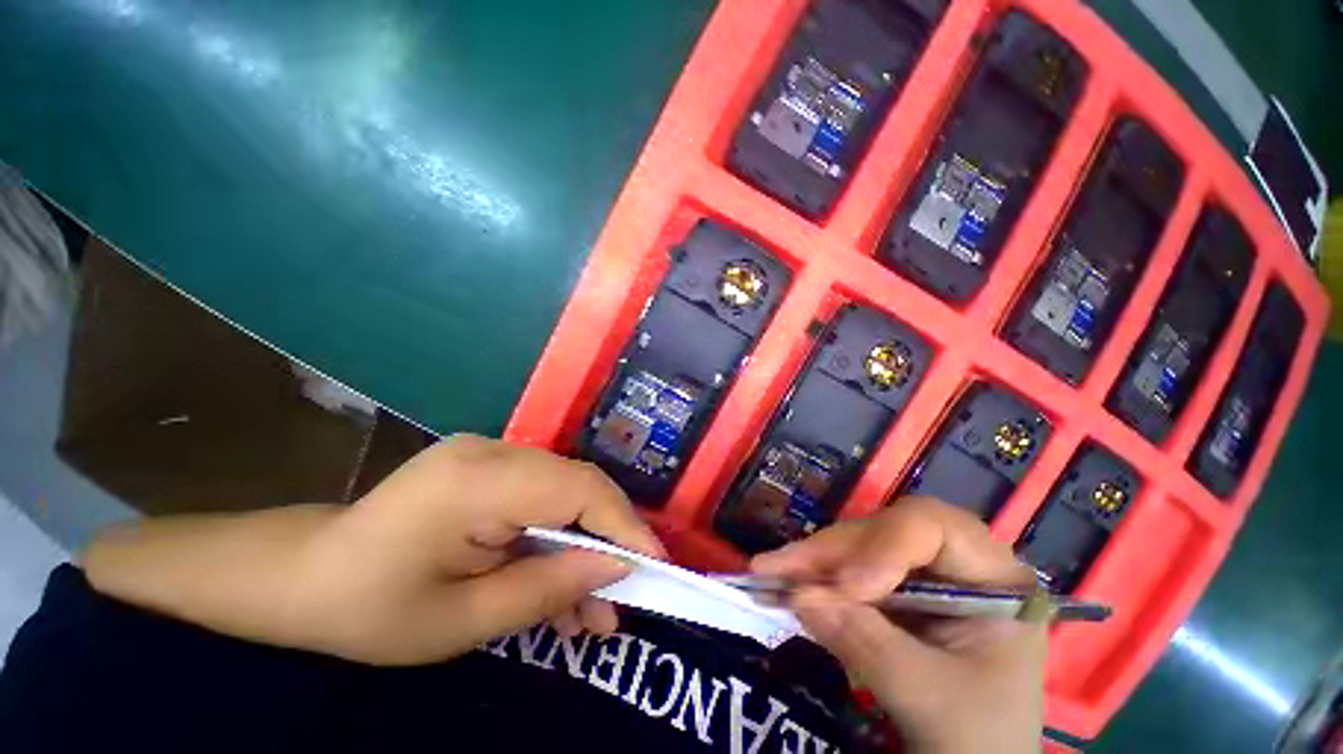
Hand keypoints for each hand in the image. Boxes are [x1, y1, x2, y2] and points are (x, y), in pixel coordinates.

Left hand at [289, 435, 664, 663]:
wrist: (306, 574)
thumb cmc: (369, 608)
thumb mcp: (461, 622)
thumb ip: (547, 589)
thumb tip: (617, 570)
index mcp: (477, 481)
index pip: (577, 488)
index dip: (623, 524)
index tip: (655, 564)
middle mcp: (492, 451)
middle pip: (577, 485)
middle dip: (608, 538)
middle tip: (625, 593)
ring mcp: (491, 453)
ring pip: (564, 493)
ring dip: (583, 544)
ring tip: (592, 607)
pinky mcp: (490, 466)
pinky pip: (543, 496)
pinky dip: (558, 535)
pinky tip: (560, 579)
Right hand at [751, 497, 1044, 753]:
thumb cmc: (977, 738)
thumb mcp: (930, 698)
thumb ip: (867, 644)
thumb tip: (800, 596)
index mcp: (992, 577)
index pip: (933, 527)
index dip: (885, 546)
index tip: (849, 588)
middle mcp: (952, 562)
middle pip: (882, 532)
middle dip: (829, 552)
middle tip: (777, 568)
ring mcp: (917, 574)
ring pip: (855, 547)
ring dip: (811, 562)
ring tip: (767, 572)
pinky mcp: (889, 589)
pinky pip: (845, 570)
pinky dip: (813, 579)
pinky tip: (782, 583)